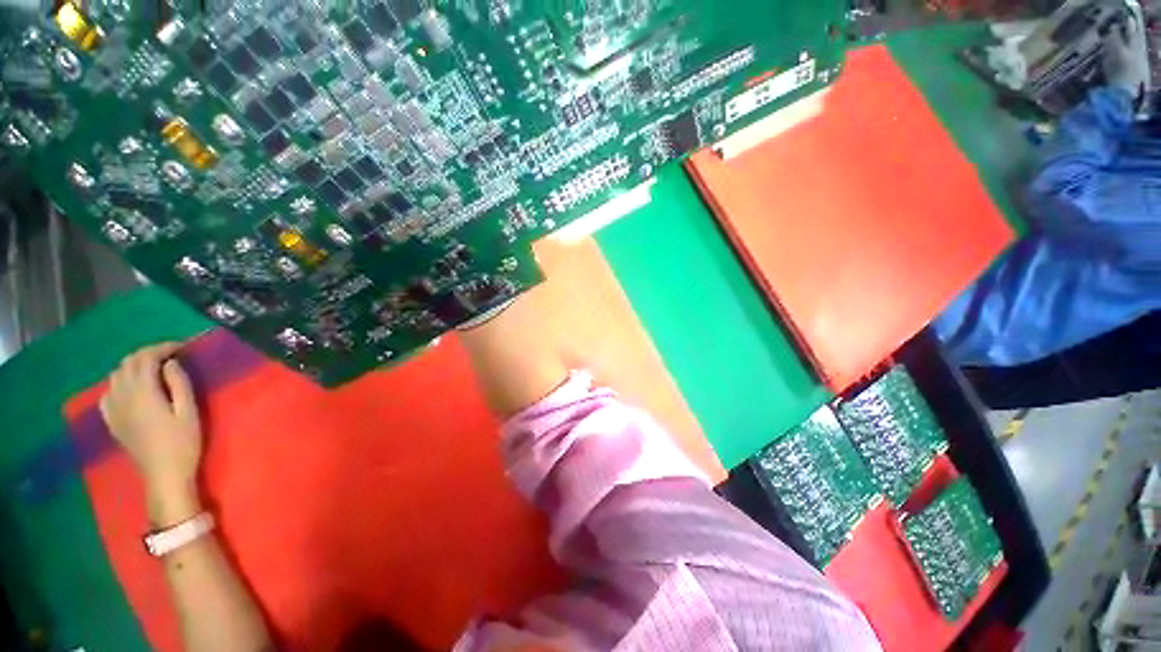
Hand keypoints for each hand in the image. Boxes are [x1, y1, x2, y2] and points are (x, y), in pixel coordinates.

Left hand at [100, 342, 203, 524]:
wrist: (163, 474)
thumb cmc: (183, 442)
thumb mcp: (189, 412)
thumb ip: (179, 384)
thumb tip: (172, 363)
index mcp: (143, 392)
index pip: (147, 358)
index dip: (164, 348)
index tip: (182, 348)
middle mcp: (123, 395)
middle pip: (128, 363)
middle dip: (148, 354)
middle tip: (169, 356)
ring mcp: (113, 408)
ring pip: (116, 375)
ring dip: (133, 366)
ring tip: (153, 370)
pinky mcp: (112, 419)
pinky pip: (108, 392)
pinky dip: (120, 383)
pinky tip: (131, 390)